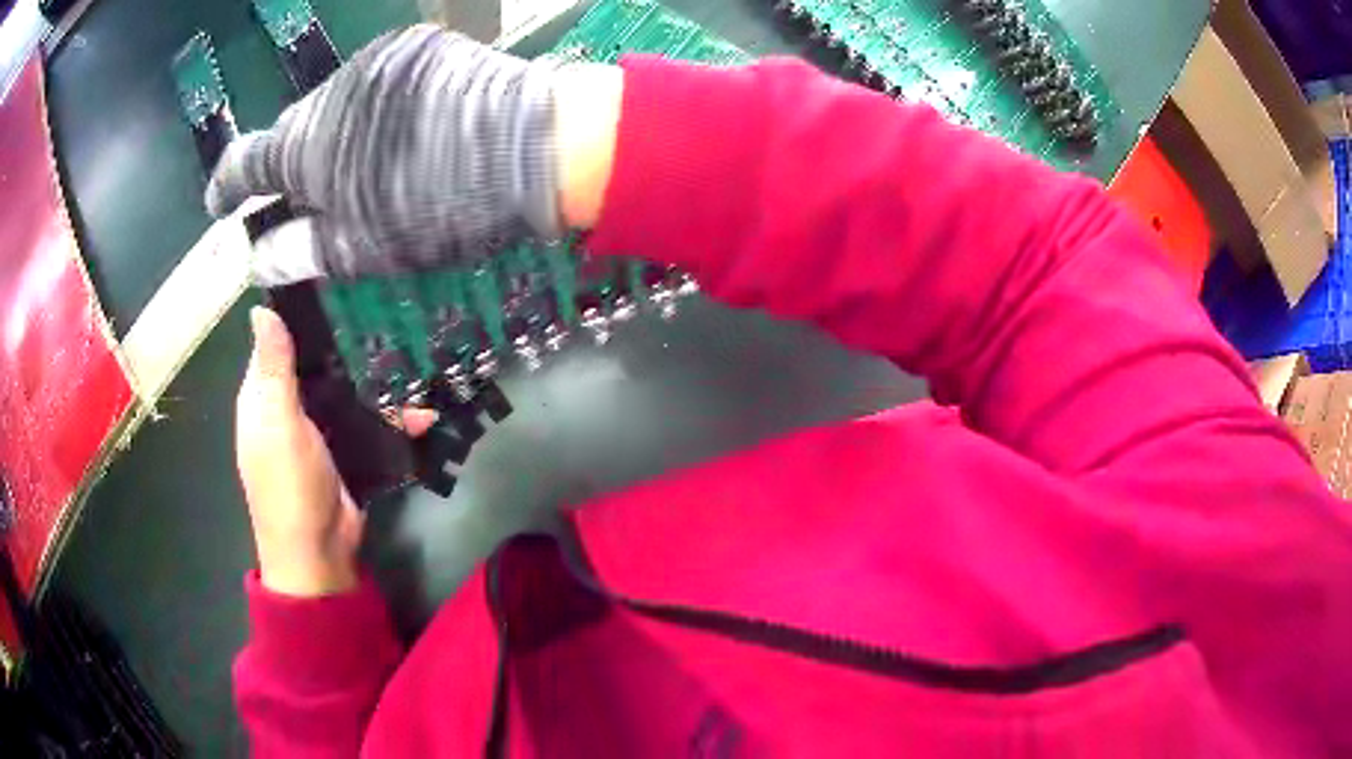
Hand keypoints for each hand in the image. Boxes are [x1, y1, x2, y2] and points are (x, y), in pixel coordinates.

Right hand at [206, 25, 623, 285]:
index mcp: (305, 147)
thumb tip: (258, 258)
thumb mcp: (360, 249)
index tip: (220, 206)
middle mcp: (330, 93)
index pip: (243, 163)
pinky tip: (403, 132)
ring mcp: (376, 61)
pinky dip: (374, 111)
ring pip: (334, 107)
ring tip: (368, 168)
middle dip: (291, 166)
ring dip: (336, 137)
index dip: (224, 188)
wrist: (532, 144)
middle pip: (292, 133)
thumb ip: (298, 251)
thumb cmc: (439, 207)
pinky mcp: (416, 48)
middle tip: (310, 197)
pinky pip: (376, 85)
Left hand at [236, 307, 436, 596]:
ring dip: (379, 382)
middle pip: (318, 363)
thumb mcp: (279, 424)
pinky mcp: (348, 450)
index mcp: (264, 396)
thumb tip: (262, 310)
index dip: (301, 316)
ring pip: (349, 390)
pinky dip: (394, 419)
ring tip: (416, 359)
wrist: (320, 554)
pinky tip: (423, 413)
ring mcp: (320, 429)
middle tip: (389, 313)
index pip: (278, 342)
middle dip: (349, 344)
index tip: (338, 284)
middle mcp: (289, 407)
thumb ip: (275, 371)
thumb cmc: (289, 486)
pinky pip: (370, 422)